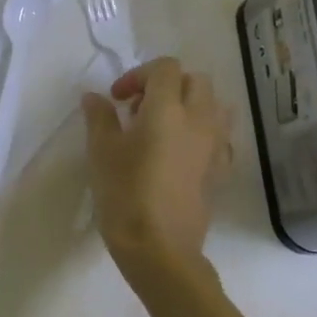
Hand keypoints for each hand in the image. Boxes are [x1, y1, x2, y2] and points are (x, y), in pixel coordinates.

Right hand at [82, 57, 233, 291]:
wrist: (160, 248)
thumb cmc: (124, 194)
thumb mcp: (101, 151)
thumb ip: (100, 117)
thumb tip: (94, 97)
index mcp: (168, 108)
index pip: (165, 68)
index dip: (138, 75)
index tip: (117, 99)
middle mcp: (199, 119)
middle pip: (195, 81)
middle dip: (167, 85)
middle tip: (138, 109)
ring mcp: (215, 145)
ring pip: (213, 105)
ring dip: (189, 105)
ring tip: (162, 127)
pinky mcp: (221, 169)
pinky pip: (219, 135)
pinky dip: (201, 131)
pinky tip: (178, 152)